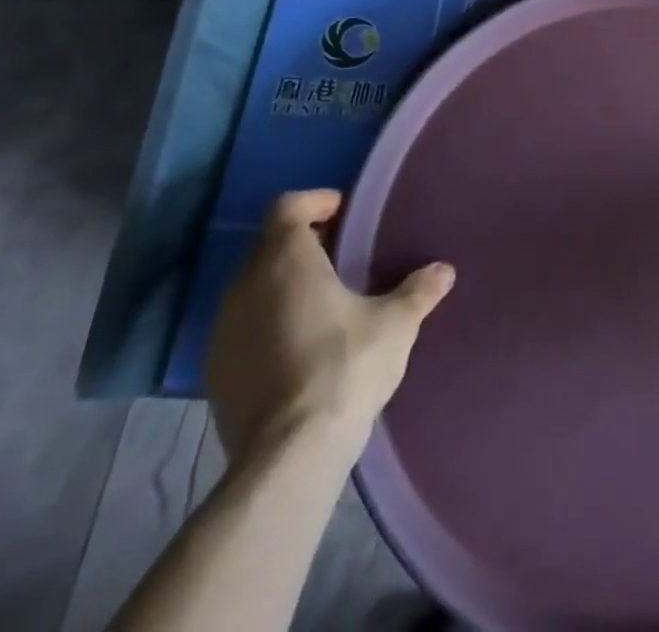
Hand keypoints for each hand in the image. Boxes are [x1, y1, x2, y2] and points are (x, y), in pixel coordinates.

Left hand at [205, 189, 454, 467]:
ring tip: (322, 300)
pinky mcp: (215, 372)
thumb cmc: (344, 367)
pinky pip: (242, 326)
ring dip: (282, 283)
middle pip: (269, 244)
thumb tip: (444, 270)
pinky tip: (298, 345)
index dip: (316, 202)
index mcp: (286, 260)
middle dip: (303, 242)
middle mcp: (245, 285)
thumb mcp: (395, 325)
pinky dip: (267, 321)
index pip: (288, 206)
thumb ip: (419, 291)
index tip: (345, 214)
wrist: (288, 457)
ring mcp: (223, 330)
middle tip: (341, 254)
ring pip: (253, 286)